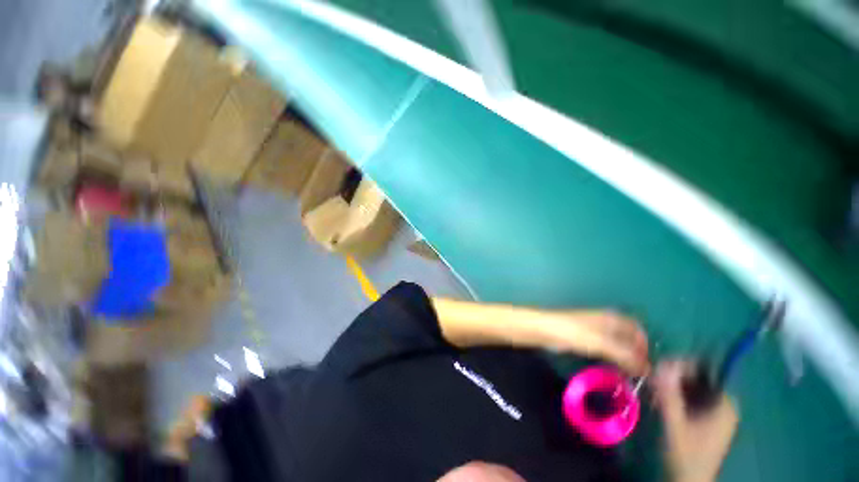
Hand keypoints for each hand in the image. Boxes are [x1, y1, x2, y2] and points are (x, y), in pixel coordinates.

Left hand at [541, 311, 649, 374]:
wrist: (546, 330)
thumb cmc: (575, 332)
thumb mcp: (603, 343)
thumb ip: (626, 355)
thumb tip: (648, 370)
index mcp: (612, 318)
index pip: (637, 330)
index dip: (644, 345)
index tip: (645, 364)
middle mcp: (606, 322)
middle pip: (628, 338)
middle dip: (636, 354)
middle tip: (638, 373)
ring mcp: (595, 330)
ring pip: (617, 344)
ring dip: (625, 358)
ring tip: (628, 375)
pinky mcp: (586, 339)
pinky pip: (606, 349)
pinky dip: (613, 358)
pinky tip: (612, 369)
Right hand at [653, 361, 737, 481]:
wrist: (690, 480)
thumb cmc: (686, 453)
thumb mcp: (675, 423)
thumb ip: (669, 394)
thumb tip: (660, 363)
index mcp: (724, 403)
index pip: (705, 369)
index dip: (681, 363)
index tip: (658, 365)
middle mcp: (723, 403)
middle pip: (697, 376)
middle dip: (673, 375)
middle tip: (651, 379)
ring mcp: (715, 411)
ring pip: (692, 386)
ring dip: (671, 384)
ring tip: (652, 390)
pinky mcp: (706, 417)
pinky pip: (690, 396)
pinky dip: (674, 394)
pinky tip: (659, 400)